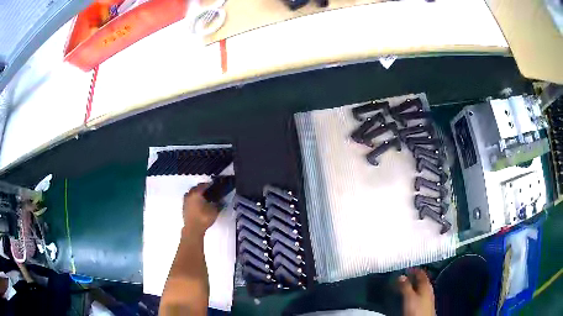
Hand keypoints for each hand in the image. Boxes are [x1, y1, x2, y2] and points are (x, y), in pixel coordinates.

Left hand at [182, 183, 218, 234]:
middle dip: (201, 188)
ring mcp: (185, 201)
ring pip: (191, 194)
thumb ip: (218, 204)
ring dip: (196, 194)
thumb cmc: (204, 218)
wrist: (193, 229)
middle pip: (195, 188)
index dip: (209, 185)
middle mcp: (189, 195)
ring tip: (202, 197)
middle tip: (209, 191)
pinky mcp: (184, 208)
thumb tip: (222, 200)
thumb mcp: (214, 210)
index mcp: (196, 193)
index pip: (203, 185)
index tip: (214, 185)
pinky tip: (198, 204)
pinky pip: (189, 200)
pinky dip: (193, 200)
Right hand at [398, 268, 434, 315]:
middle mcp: (429, 289)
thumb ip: (405, 286)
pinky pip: (420, 294)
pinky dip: (415, 293)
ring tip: (406, 287)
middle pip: (422, 280)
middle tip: (405, 278)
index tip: (407, 269)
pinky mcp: (426, 304)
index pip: (421, 273)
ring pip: (421, 288)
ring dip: (414, 286)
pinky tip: (410, 297)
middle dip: (413, 278)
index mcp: (426, 285)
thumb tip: (401, 276)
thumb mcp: (409, 297)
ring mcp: (428, 297)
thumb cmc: (417, 309)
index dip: (414, 270)